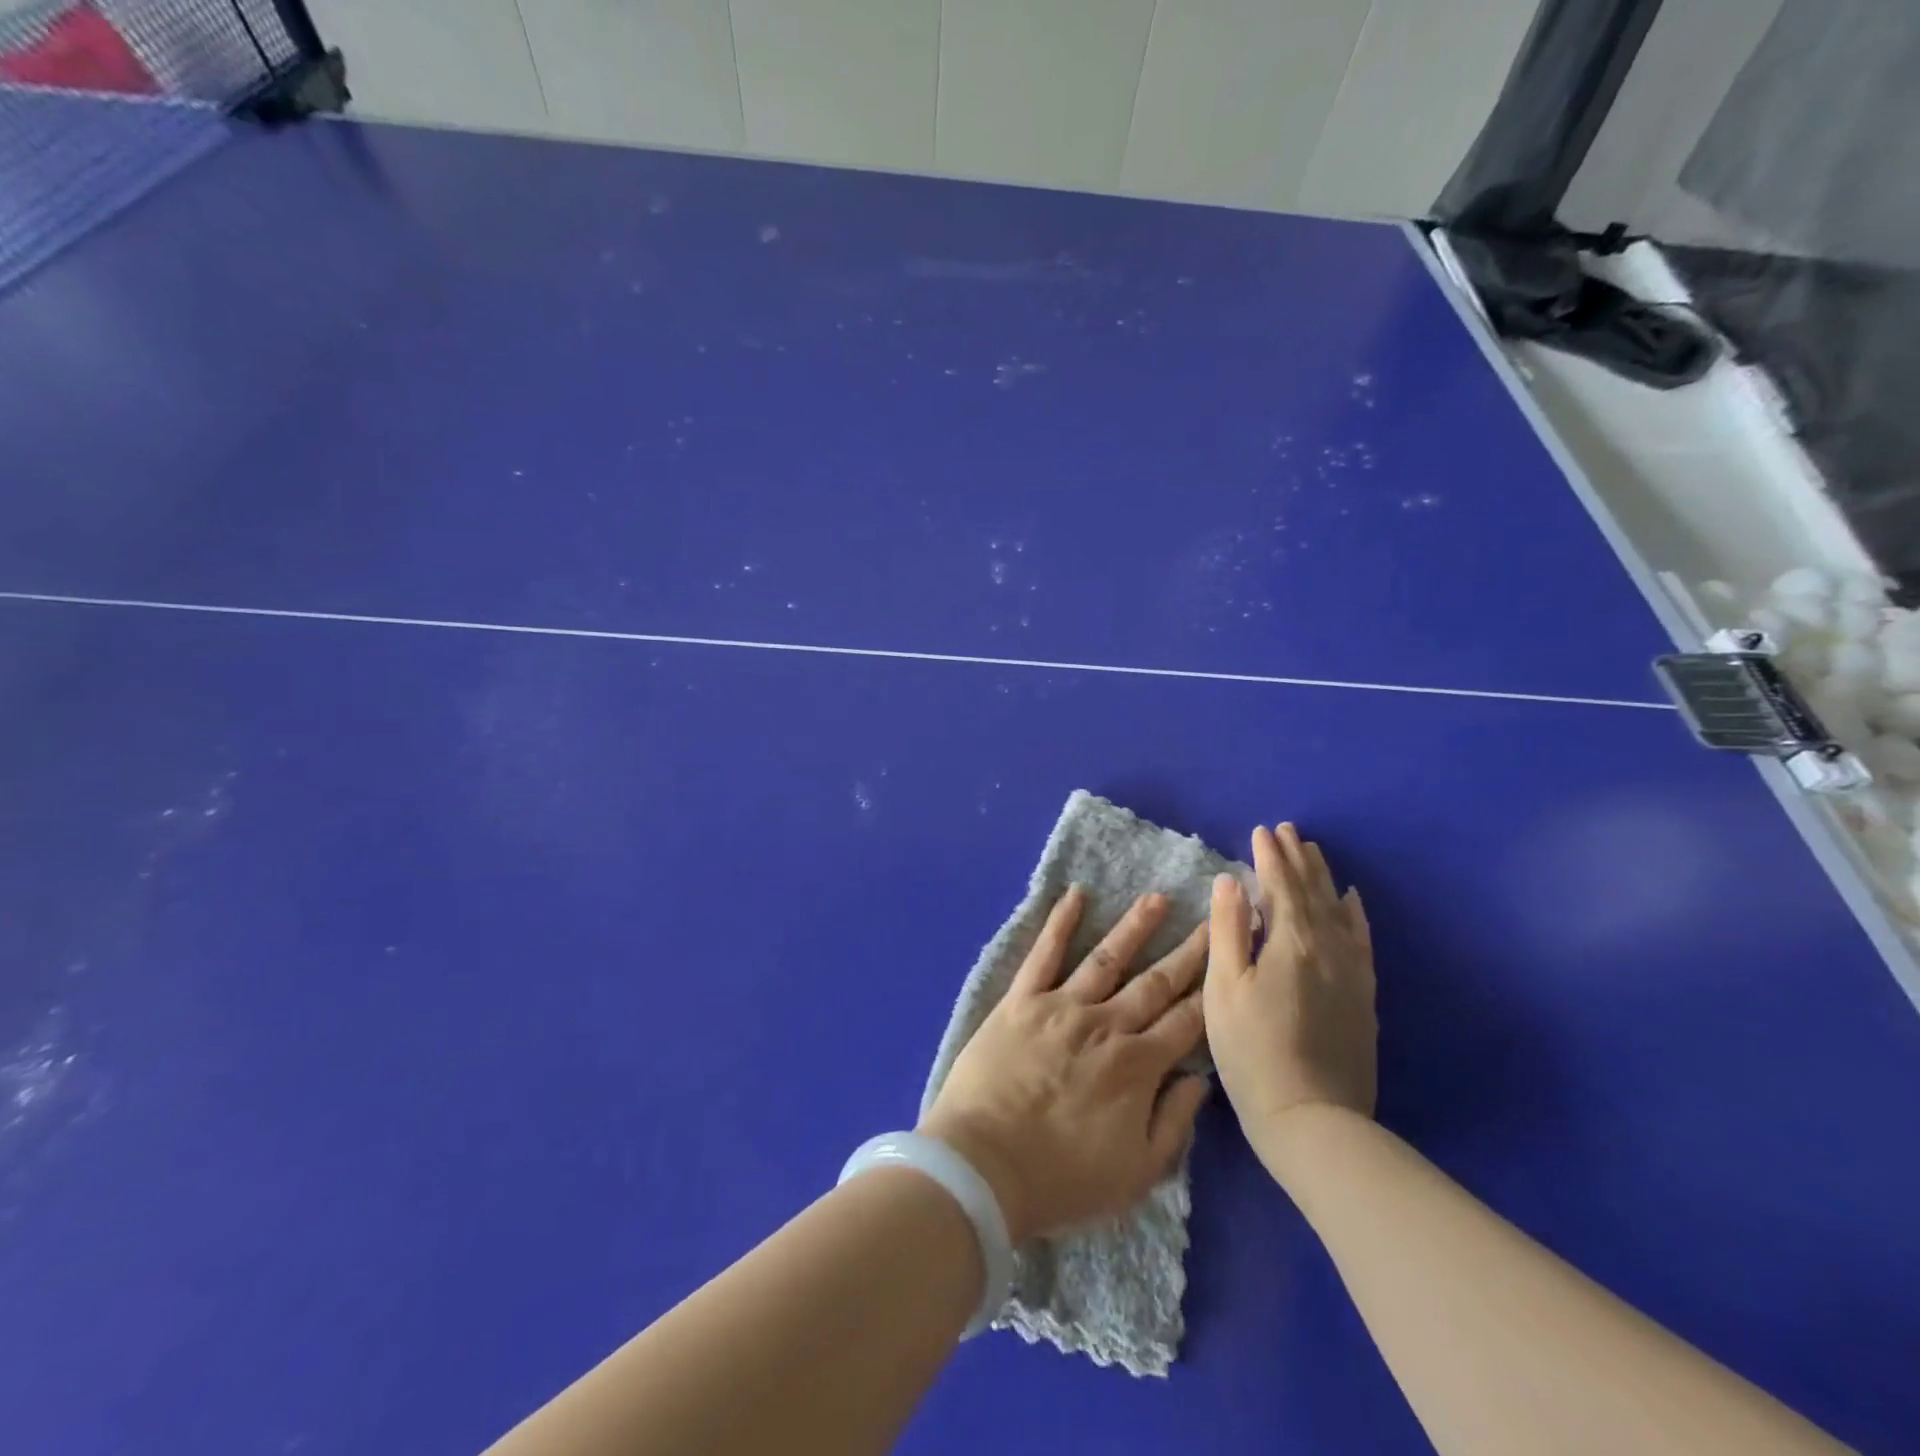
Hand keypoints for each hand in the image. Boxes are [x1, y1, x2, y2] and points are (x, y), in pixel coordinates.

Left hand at [918, 888, 1210, 1245]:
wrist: (984, 1168)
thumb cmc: (1062, 1179)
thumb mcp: (1138, 1174)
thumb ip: (1174, 1123)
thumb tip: (1200, 1078)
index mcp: (1138, 1067)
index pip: (1185, 1021)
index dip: (1210, 991)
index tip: (1229, 961)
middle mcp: (1107, 1026)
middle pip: (1155, 983)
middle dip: (1188, 951)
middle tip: (1212, 918)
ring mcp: (1062, 1007)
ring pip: (1108, 958)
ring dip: (1135, 927)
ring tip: (1157, 899)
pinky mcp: (1022, 1000)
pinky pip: (1044, 954)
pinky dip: (1060, 923)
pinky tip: (1074, 895)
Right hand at [1204, 824, 1375, 1140]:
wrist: (1312, 1119)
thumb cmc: (1251, 1051)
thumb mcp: (1224, 988)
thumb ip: (1228, 930)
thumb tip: (1231, 880)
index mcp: (1290, 942)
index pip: (1279, 885)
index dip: (1269, 856)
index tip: (1261, 830)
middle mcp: (1328, 947)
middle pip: (1312, 891)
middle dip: (1297, 858)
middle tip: (1289, 829)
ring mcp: (1351, 972)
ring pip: (1339, 910)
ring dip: (1324, 878)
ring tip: (1314, 852)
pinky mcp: (1363, 996)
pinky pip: (1362, 940)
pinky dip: (1355, 914)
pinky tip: (1352, 901)